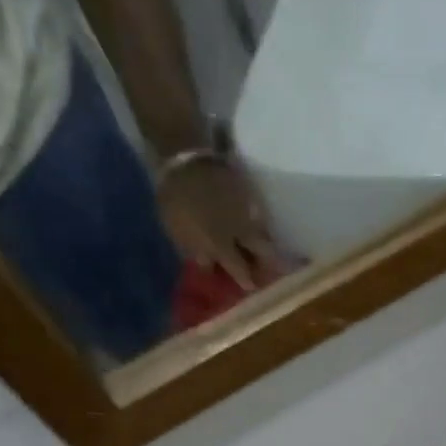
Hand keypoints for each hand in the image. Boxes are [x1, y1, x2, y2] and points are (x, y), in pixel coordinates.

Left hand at [157, 158, 285, 291]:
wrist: (184, 157)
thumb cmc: (176, 200)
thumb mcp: (179, 232)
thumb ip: (198, 252)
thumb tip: (211, 266)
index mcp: (222, 242)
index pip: (241, 269)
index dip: (247, 280)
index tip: (252, 288)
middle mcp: (242, 229)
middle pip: (265, 251)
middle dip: (268, 263)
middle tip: (269, 271)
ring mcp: (249, 210)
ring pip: (265, 233)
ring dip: (266, 244)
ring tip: (266, 251)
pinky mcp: (250, 193)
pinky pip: (260, 215)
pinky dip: (260, 224)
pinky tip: (256, 227)